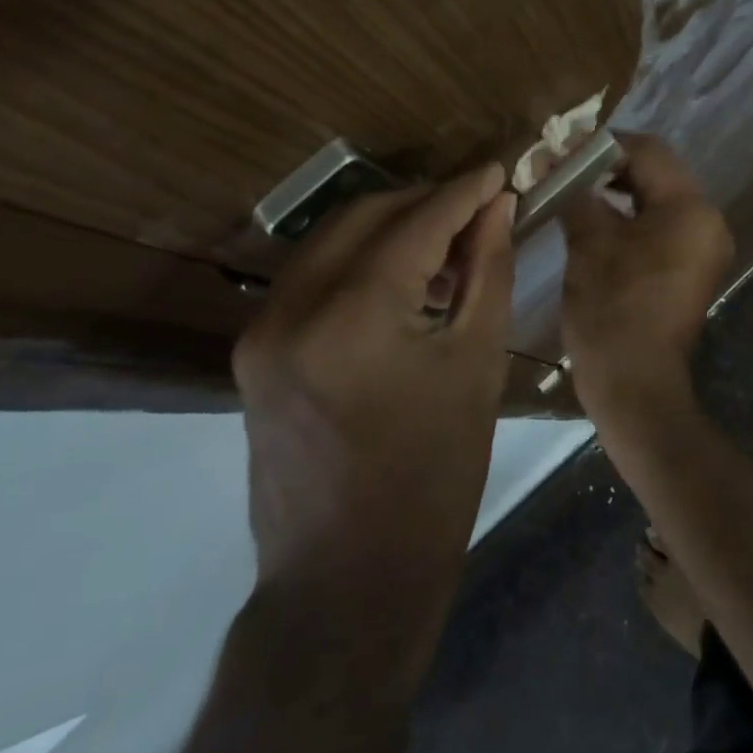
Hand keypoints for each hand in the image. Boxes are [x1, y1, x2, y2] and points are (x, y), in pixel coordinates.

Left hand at [232, 163, 515, 579]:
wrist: (346, 582)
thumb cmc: (433, 477)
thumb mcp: (476, 364)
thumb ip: (486, 270)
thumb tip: (497, 206)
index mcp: (356, 315)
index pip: (417, 221)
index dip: (464, 191)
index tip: (498, 169)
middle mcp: (294, 306)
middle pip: (366, 214)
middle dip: (425, 199)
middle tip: (477, 203)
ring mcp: (263, 326)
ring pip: (333, 237)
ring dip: (391, 224)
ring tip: (447, 239)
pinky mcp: (254, 348)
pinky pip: (313, 274)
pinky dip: (360, 257)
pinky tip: (403, 275)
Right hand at [559, 135, 733, 428]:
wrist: (636, 388)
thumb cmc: (612, 311)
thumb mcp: (589, 244)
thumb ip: (577, 194)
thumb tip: (557, 164)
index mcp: (690, 209)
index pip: (648, 151)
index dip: (603, 145)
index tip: (564, 150)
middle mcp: (707, 221)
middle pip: (657, 172)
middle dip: (609, 167)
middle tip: (565, 169)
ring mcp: (703, 247)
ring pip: (658, 199)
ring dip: (618, 192)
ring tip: (574, 192)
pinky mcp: (692, 268)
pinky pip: (661, 226)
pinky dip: (630, 217)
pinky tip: (596, 221)